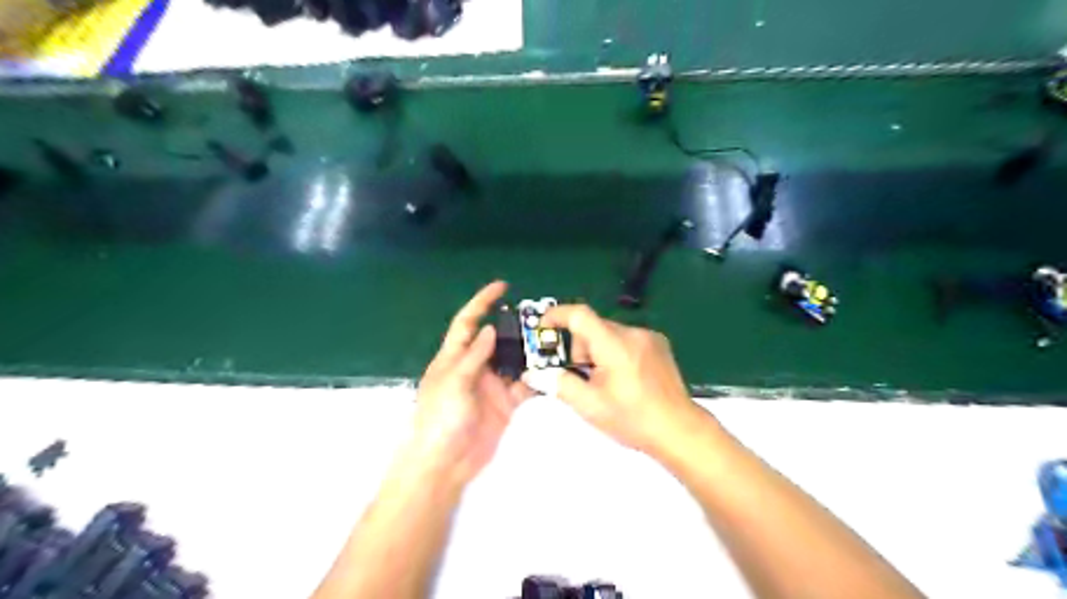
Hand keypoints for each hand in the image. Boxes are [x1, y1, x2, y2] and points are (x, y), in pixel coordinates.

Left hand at [413, 280, 537, 486]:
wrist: (446, 463)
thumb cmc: (441, 418)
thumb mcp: (454, 381)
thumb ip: (474, 355)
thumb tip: (490, 328)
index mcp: (454, 357)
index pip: (467, 322)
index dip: (481, 302)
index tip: (502, 287)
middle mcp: (474, 367)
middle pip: (496, 339)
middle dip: (514, 327)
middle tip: (539, 318)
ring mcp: (491, 385)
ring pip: (513, 361)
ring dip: (529, 352)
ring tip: (551, 341)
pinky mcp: (505, 404)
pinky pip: (524, 386)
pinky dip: (537, 379)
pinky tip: (552, 371)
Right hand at [533, 305, 705, 453]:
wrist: (679, 430)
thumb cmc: (632, 419)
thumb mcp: (589, 405)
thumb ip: (558, 384)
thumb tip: (532, 374)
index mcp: (614, 344)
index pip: (579, 314)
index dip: (556, 315)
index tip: (542, 327)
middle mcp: (633, 333)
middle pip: (593, 326)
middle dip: (579, 347)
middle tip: (579, 375)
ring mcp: (649, 337)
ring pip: (609, 333)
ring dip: (597, 350)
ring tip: (603, 381)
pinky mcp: (659, 345)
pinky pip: (626, 339)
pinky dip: (615, 351)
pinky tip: (623, 377)